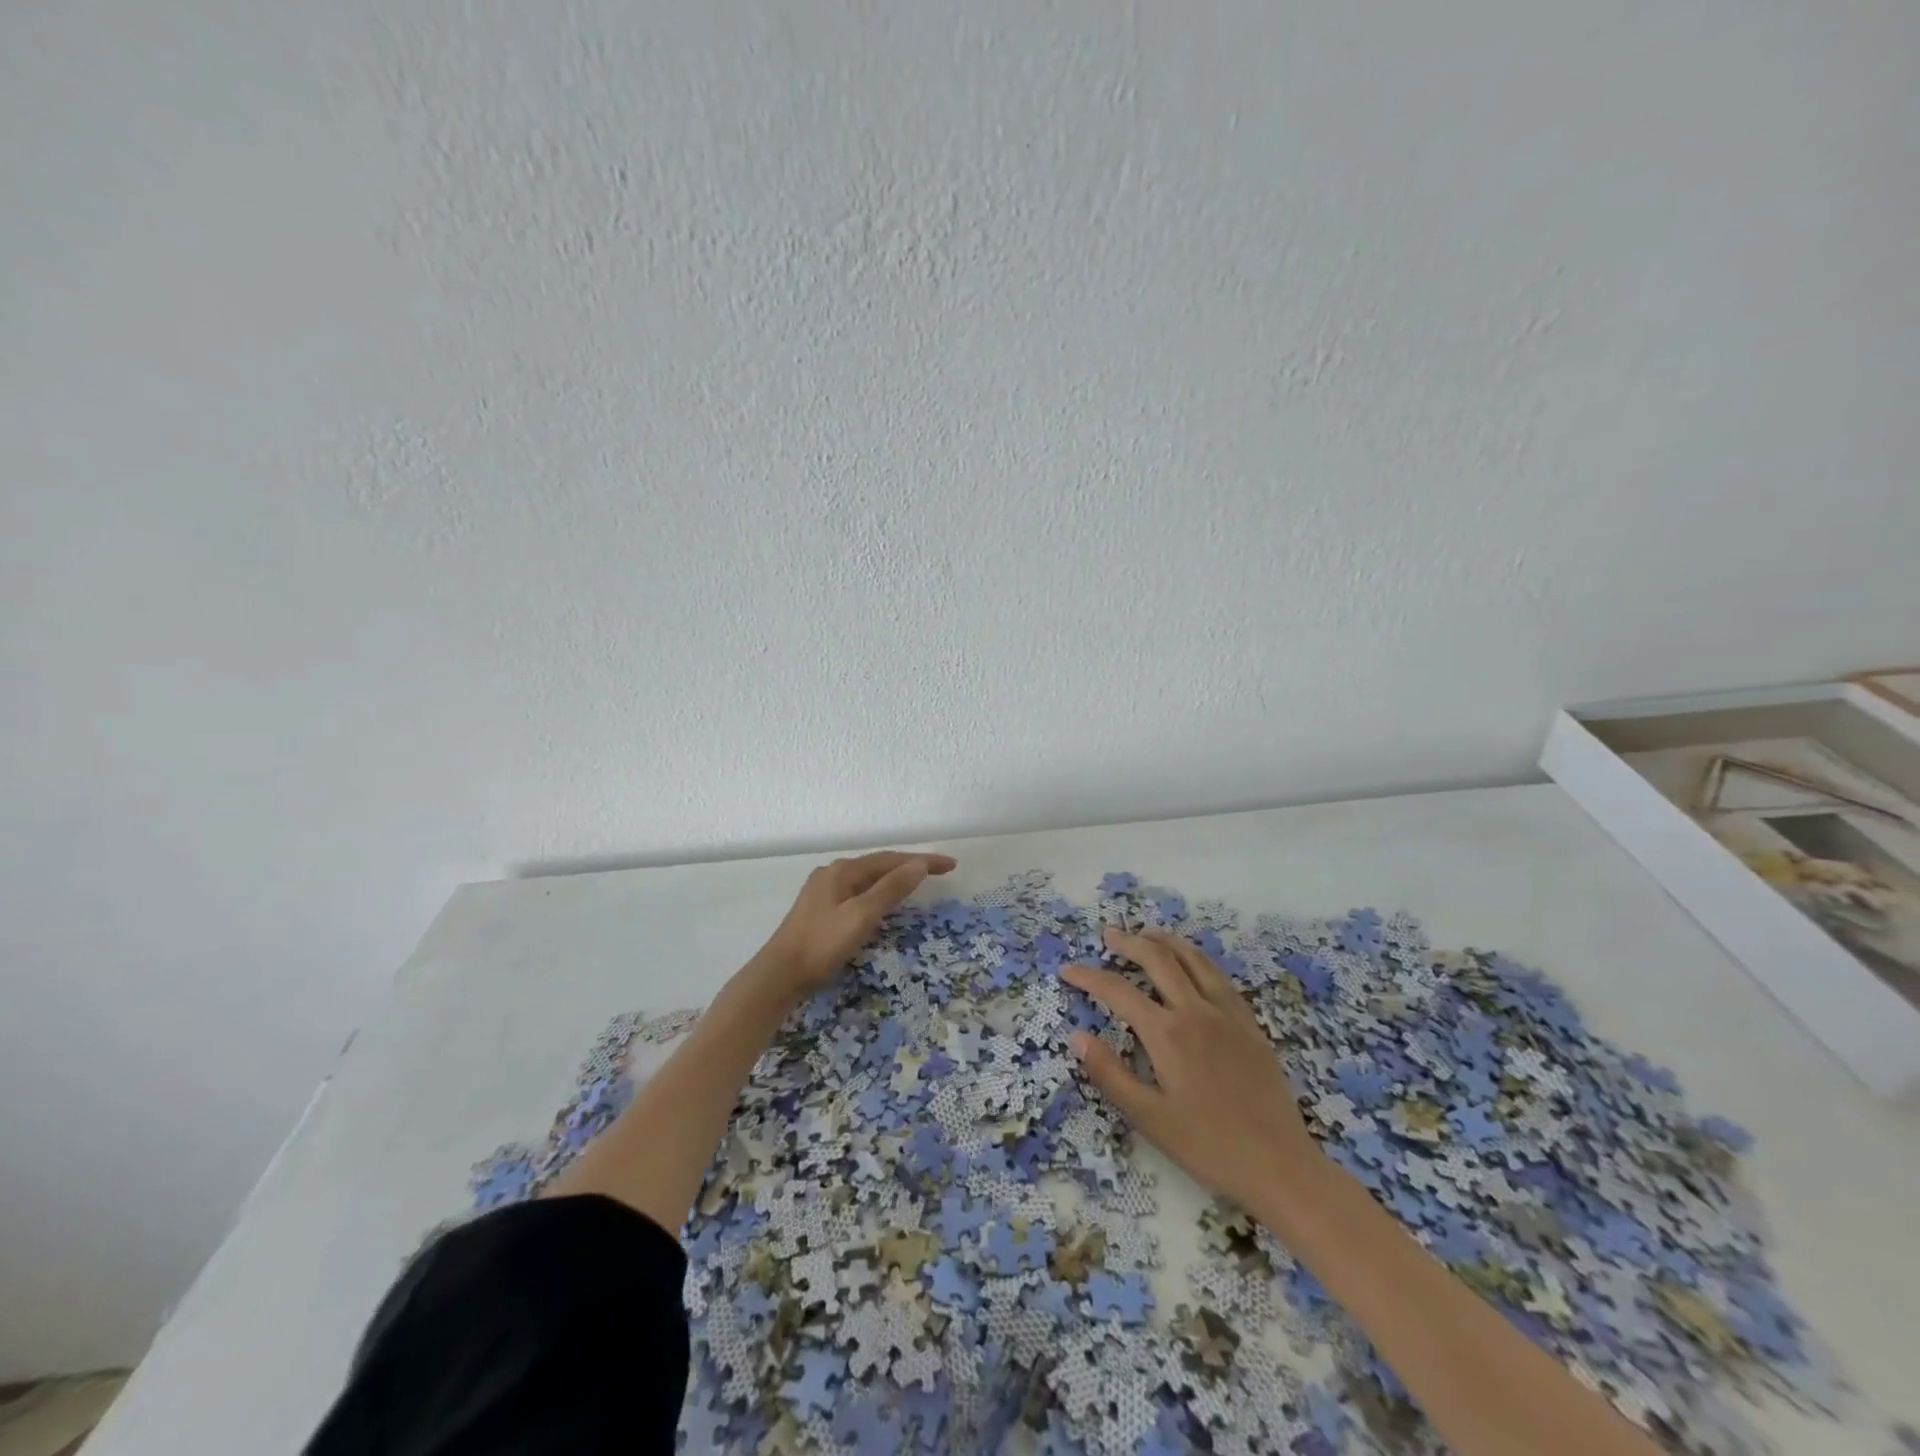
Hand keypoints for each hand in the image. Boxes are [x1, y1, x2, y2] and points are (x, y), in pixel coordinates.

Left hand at [751, 850, 957, 1000]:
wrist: (779, 975)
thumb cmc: (822, 945)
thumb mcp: (861, 916)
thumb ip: (890, 889)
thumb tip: (919, 865)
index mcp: (843, 871)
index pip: (891, 859)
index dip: (922, 861)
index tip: (951, 865)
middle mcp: (833, 873)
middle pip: (879, 864)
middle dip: (910, 866)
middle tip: (940, 871)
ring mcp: (824, 890)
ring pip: (868, 877)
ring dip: (895, 877)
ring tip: (919, 881)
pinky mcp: (820, 908)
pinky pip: (858, 890)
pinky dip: (879, 890)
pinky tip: (884, 900)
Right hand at [1062, 927, 1325, 1210]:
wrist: (1280, 1166)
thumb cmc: (1209, 1147)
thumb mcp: (1149, 1118)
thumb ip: (1110, 1074)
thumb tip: (1077, 1036)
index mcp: (1168, 1033)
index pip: (1118, 991)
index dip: (1089, 977)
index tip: (1068, 970)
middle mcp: (1196, 1011)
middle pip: (1158, 960)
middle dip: (1129, 943)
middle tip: (1108, 935)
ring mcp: (1228, 1015)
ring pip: (1194, 960)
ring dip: (1166, 941)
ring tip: (1147, 933)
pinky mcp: (1250, 1025)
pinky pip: (1220, 977)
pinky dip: (1199, 959)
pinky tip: (1194, 963)